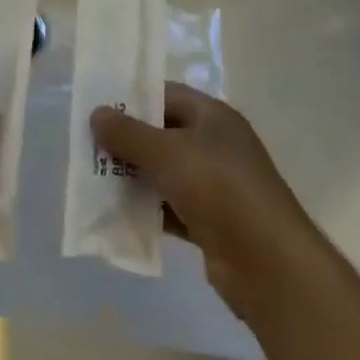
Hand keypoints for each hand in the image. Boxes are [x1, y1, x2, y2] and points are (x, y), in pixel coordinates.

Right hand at [92, 84, 320, 321]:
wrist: (270, 265)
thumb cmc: (219, 189)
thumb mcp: (168, 153)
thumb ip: (129, 134)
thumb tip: (97, 113)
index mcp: (213, 116)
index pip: (166, 94)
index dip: (133, 99)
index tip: (98, 109)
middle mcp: (216, 145)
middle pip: (163, 134)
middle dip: (128, 141)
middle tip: (89, 147)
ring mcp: (216, 186)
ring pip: (165, 173)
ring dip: (134, 177)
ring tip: (94, 180)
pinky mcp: (212, 223)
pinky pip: (171, 207)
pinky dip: (148, 210)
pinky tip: (118, 216)